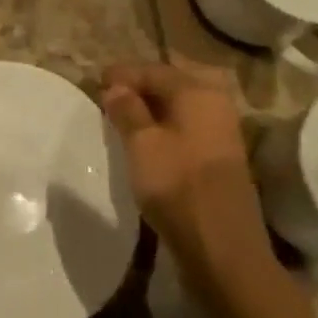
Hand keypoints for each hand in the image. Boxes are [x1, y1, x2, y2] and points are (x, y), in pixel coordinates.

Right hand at [101, 63, 280, 307]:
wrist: (222, 247)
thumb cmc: (176, 186)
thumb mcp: (141, 143)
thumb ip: (126, 109)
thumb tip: (115, 86)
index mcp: (197, 92)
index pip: (153, 70)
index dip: (122, 74)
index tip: (95, 83)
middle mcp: (215, 104)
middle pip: (170, 84)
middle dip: (138, 88)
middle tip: (108, 98)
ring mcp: (222, 131)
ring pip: (179, 106)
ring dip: (150, 108)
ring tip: (121, 119)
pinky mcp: (220, 156)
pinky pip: (186, 126)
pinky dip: (164, 126)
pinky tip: (144, 140)